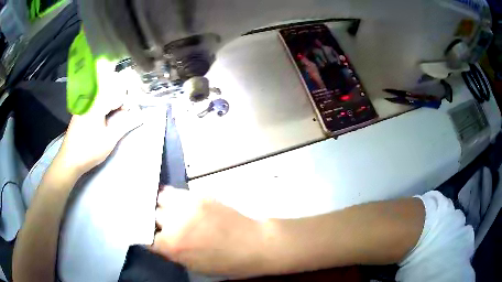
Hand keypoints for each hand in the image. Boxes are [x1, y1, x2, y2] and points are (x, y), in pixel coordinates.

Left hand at [56, 93, 142, 176]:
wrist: (69, 160)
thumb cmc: (90, 150)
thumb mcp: (110, 139)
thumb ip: (125, 125)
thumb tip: (140, 116)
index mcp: (97, 103)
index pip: (117, 92)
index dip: (125, 101)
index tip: (128, 112)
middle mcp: (89, 99)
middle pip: (108, 87)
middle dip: (118, 94)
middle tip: (122, 108)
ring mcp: (83, 104)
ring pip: (100, 91)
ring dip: (110, 97)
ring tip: (114, 110)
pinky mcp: (79, 110)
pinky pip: (93, 98)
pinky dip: (101, 101)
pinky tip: (103, 113)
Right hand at [151, 187, 267, 277]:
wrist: (255, 243)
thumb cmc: (227, 263)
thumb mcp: (194, 266)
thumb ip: (172, 252)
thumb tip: (159, 240)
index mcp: (172, 246)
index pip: (145, 237)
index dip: (145, 237)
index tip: (147, 235)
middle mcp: (174, 223)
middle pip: (150, 216)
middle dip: (152, 222)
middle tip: (157, 224)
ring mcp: (186, 206)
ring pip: (159, 200)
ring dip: (159, 206)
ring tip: (164, 210)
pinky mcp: (197, 196)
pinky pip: (174, 192)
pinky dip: (170, 198)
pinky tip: (173, 202)